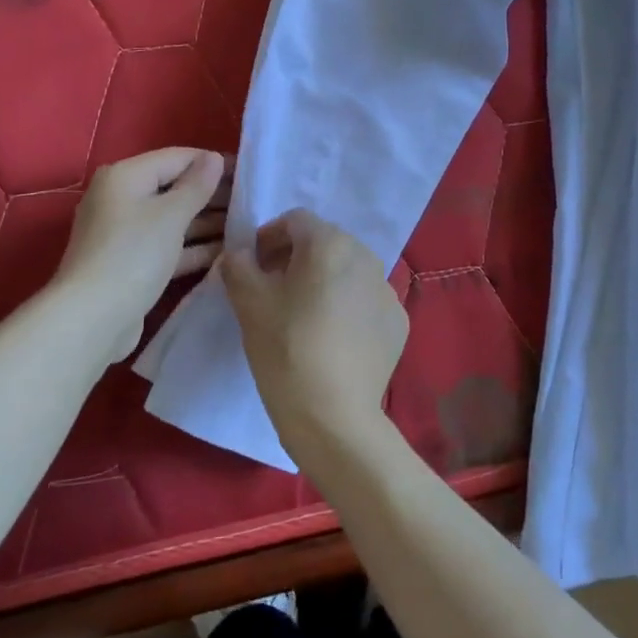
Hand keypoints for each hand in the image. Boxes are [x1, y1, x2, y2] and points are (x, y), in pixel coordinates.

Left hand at [55, 148, 228, 364]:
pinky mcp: (132, 263)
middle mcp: (122, 199)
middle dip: (213, 194)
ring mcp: (126, 233)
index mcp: (125, 176)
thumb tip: (213, 158)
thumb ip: (196, 185)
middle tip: (253, 201)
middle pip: (175, 188)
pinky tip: (227, 250)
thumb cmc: (133, 255)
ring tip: (248, 224)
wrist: (93, 319)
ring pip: (174, 219)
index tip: (249, 172)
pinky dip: (194, 247)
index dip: (214, 162)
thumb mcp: (171, 215)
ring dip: (208, 222)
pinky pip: (169, 246)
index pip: (178, 157)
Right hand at [220, 209, 407, 460]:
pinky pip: (366, 301)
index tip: (253, 266)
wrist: (334, 416)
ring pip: (348, 272)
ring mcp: (387, 290)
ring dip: (324, 281)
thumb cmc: (286, 349)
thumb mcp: (248, 304)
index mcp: (330, 243)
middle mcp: (366, 257)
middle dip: (296, 258)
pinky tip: (331, 339)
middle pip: (325, 243)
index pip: (295, 221)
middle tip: (274, 289)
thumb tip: (241, 254)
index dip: (269, 237)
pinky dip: (347, 307)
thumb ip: (239, 265)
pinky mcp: (398, 322)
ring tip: (303, 316)